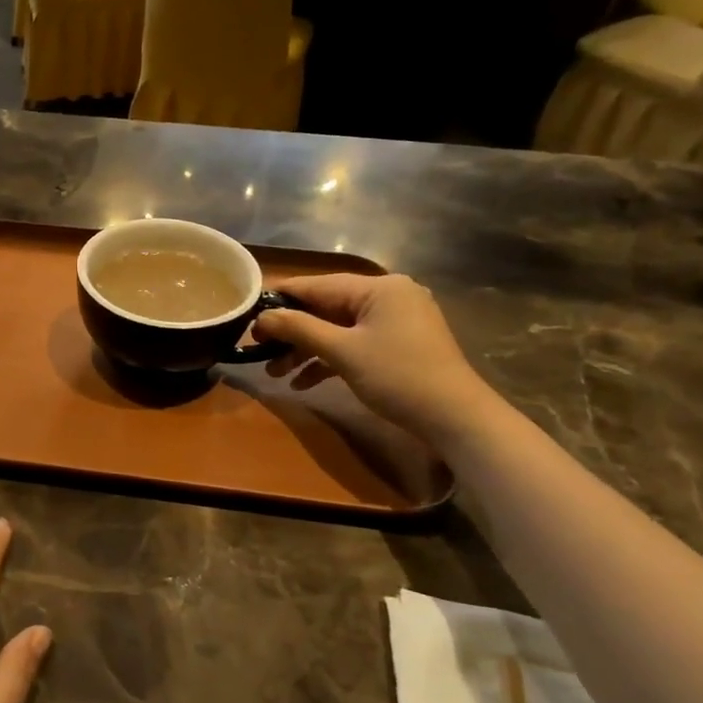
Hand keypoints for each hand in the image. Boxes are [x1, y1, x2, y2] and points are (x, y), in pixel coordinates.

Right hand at [255, 273, 498, 445]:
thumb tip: (261, 318)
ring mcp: (395, 321)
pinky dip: (328, 359)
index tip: (248, 316)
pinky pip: (353, 344)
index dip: (280, 300)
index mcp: (378, 287)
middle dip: (292, 332)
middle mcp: (388, 296)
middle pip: (326, 308)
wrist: (455, 418)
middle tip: (258, 351)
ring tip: (274, 373)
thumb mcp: (343, 352)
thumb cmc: (398, 376)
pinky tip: (303, 382)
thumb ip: (299, 329)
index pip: (316, 285)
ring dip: (306, 350)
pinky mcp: (398, 345)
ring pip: (337, 329)